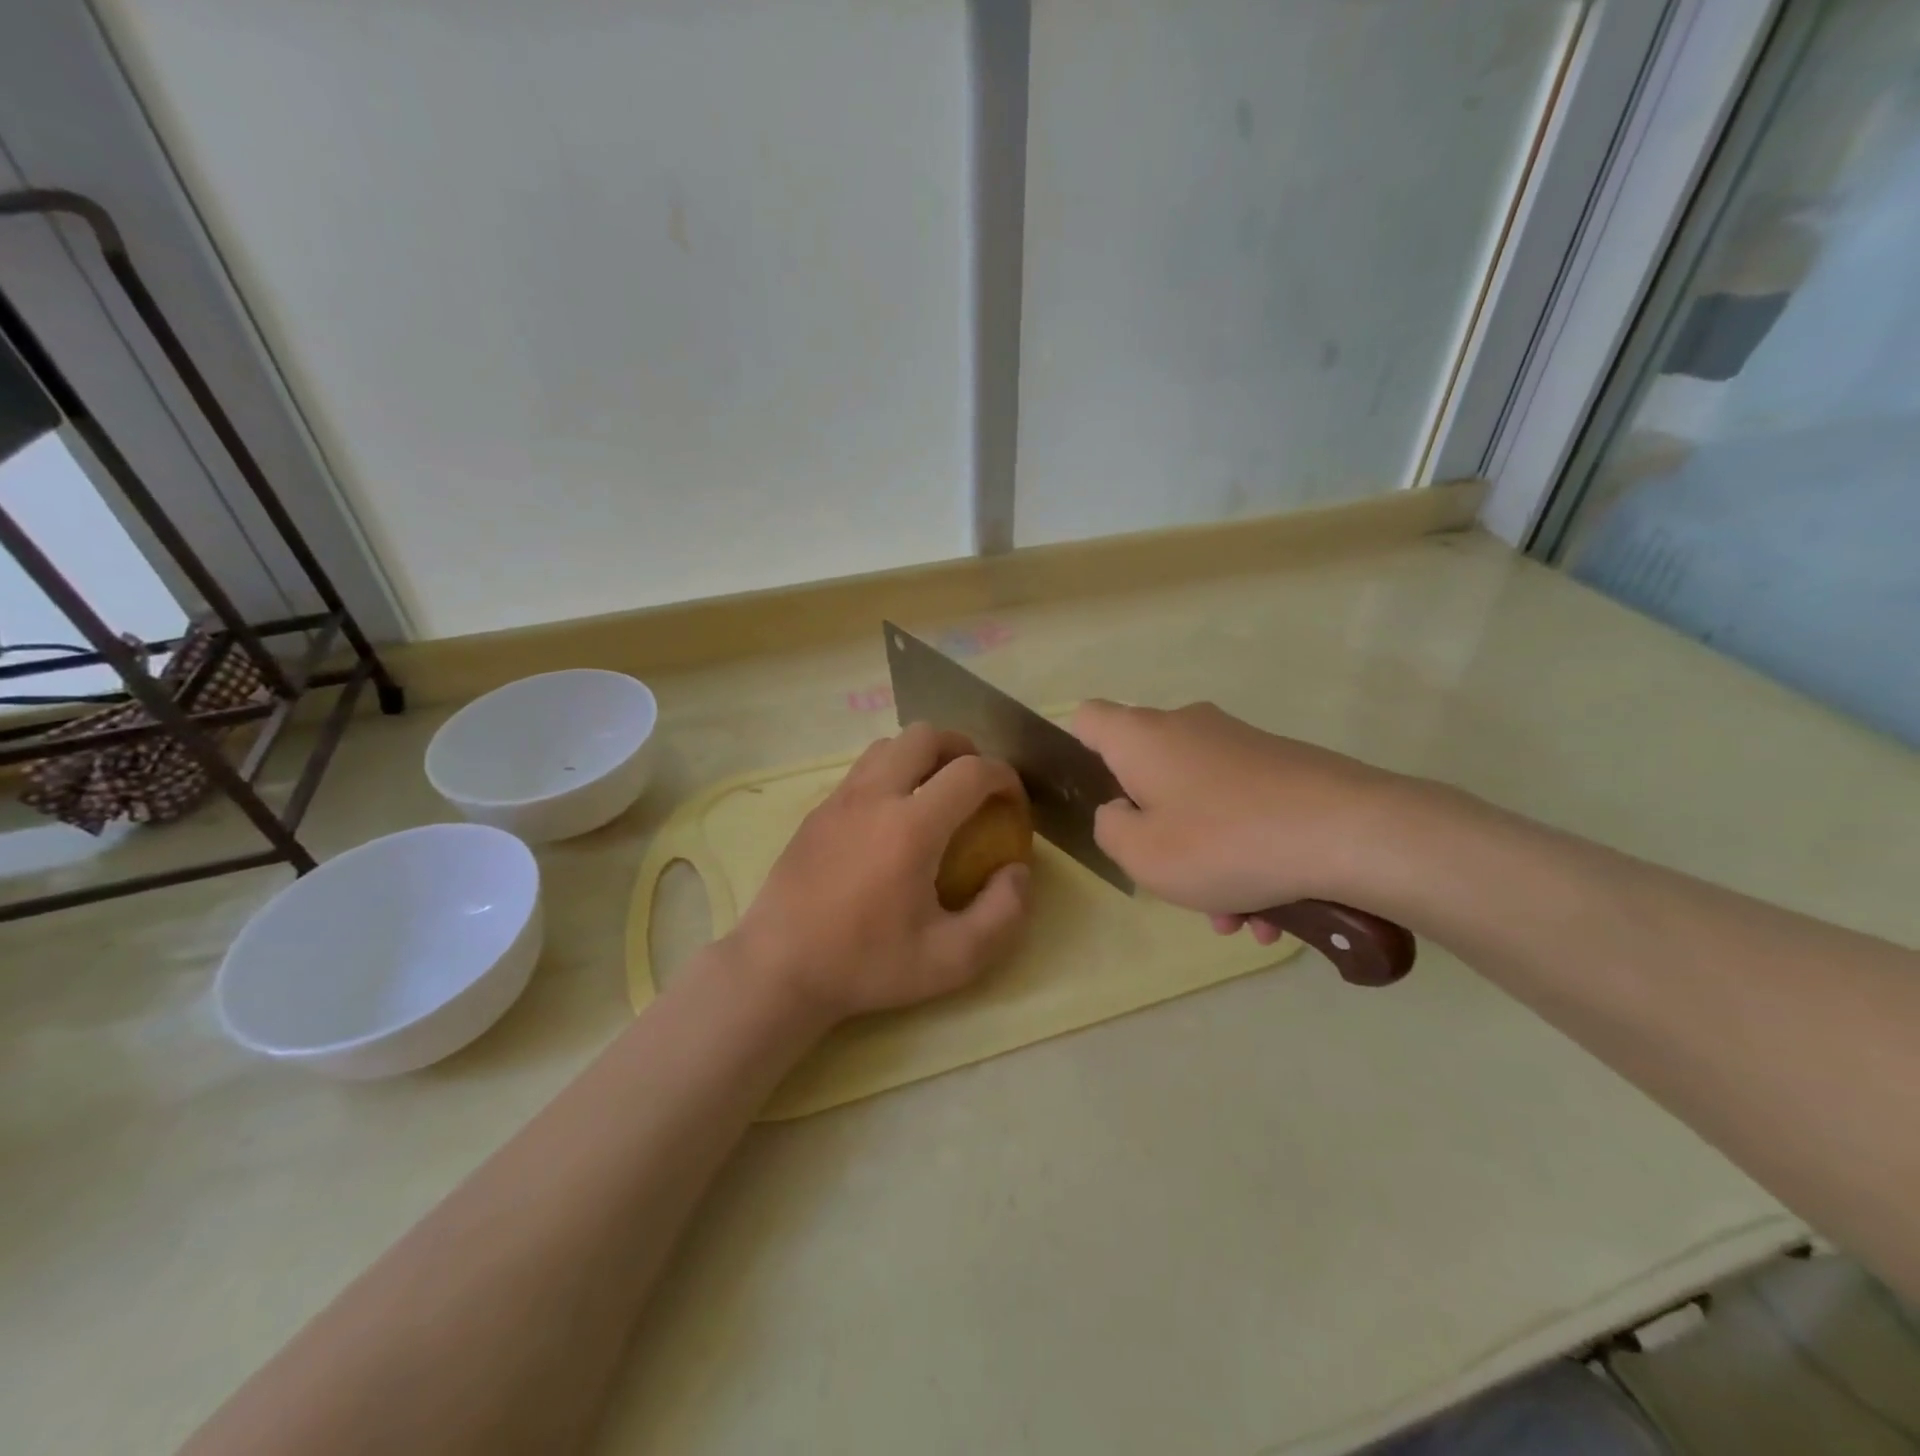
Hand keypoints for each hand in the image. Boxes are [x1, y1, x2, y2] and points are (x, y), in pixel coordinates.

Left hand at [730, 722, 1031, 1025]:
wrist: (779, 969)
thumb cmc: (867, 965)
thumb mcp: (952, 960)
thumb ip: (1003, 914)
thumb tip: (1018, 871)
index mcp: (911, 826)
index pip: (972, 771)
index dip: (1005, 778)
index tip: (1013, 804)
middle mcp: (875, 796)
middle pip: (926, 735)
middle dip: (963, 749)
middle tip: (976, 787)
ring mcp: (840, 799)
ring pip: (890, 745)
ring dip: (924, 756)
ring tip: (937, 794)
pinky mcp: (817, 811)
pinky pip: (863, 769)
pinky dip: (892, 772)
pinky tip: (893, 817)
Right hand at [1071, 699, 1407, 922]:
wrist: (1353, 832)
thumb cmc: (1224, 842)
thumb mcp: (1141, 854)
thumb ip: (1110, 828)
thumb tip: (1121, 811)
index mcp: (1143, 737)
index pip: (1088, 719)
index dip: (1078, 752)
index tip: (1096, 800)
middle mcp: (1188, 727)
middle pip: (1148, 773)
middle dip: (1154, 829)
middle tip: (1173, 881)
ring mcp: (1240, 744)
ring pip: (1200, 801)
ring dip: (1206, 858)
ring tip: (1234, 917)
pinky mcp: (1283, 764)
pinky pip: (1243, 809)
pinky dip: (1244, 853)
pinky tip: (1269, 909)